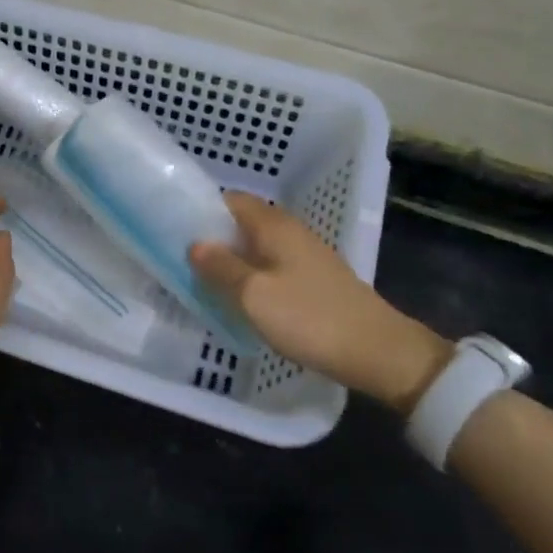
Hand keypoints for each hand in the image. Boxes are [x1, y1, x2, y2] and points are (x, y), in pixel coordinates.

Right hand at [190, 193, 450, 413]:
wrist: (376, 352)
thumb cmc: (309, 318)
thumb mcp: (253, 295)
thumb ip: (220, 266)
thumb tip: (194, 243)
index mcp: (274, 226)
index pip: (231, 200)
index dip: (203, 210)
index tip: (176, 230)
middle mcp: (291, 232)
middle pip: (243, 224)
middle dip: (214, 238)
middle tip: (183, 261)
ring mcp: (306, 256)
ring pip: (257, 248)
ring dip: (232, 261)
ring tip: (205, 282)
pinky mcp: (315, 281)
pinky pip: (273, 268)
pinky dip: (253, 277)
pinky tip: (241, 300)